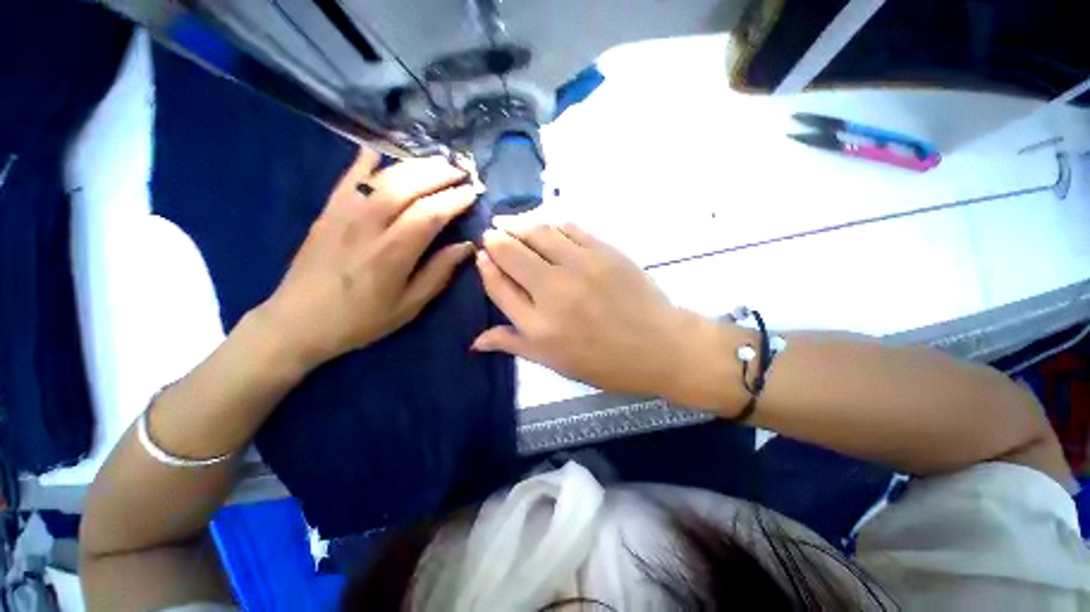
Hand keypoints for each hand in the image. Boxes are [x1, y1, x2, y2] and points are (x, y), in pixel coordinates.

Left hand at [259, 149, 477, 368]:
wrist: (298, 322)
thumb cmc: (361, 320)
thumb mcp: (409, 306)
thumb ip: (438, 273)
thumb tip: (466, 247)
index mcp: (392, 253)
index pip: (430, 214)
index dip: (454, 200)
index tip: (473, 192)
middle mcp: (368, 226)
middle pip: (407, 187)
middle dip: (438, 174)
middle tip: (461, 170)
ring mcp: (343, 214)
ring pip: (383, 178)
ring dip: (414, 165)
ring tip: (437, 161)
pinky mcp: (327, 212)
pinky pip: (348, 179)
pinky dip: (364, 162)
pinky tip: (378, 151)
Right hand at [472, 223, 704, 398]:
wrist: (659, 345)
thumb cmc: (604, 361)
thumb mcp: (555, 362)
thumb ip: (514, 344)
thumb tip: (475, 340)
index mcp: (538, 326)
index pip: (499, 286)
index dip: (486, 268)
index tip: (482, 256)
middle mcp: (553, 291)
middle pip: (511, 253)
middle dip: (495, 239)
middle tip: (491, 232)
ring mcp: (580, 266)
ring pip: (537, 232)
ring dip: (517, 222)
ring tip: (507, 220)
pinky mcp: (603, 251)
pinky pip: (569, 227)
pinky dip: (551, 222)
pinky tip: (544, 224)